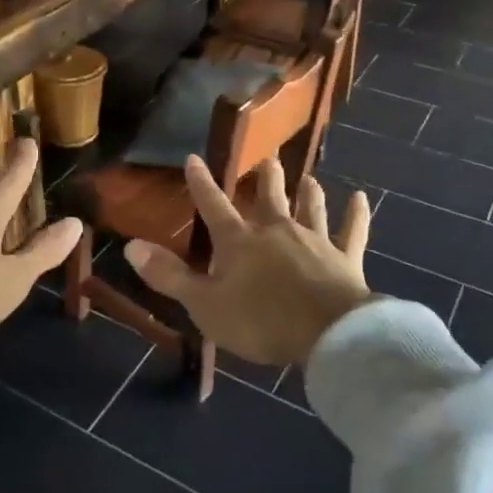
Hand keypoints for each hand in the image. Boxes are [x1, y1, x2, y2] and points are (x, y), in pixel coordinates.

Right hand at [124, 157, 372, 367]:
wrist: (327, 333)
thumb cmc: (261, 321)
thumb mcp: (205, 305)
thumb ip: (170, 276)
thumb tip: (131, 247)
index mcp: (240, 242)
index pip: (214, 206)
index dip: (201, 183)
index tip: (194, 159)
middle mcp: (277, 231)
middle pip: (269, 198)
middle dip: (266, 178)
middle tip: (268, 158)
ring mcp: (315, 241)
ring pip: (310, 208)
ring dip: (308, 192)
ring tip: (308, 177)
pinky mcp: (346, 258)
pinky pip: (352, 231)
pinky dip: (356, 215)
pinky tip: (362, 198)